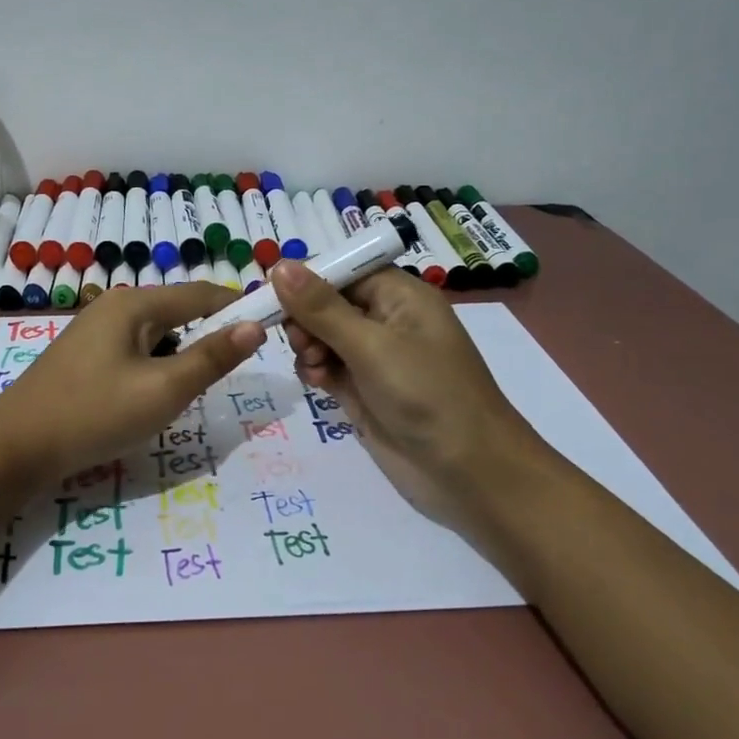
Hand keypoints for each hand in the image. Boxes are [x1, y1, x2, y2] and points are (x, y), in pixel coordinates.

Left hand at [0, 283, 263, 483]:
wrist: (15, 448)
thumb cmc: (95, 414)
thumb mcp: (164, 390)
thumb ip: (211, 358)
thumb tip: (254, 326)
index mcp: (136, 304)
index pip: (203, 293)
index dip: (239, 308)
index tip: (272, 328)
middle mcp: (115, 306)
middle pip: (179, 312)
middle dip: (208, 339)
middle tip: (229, 376)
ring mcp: (95, 330)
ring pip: (158, 336)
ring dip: (180, 358)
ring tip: (188, 393)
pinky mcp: (85, 356)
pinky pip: (135, 351)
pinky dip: (154, 368)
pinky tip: (150, 398)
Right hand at [272, 263, 562, 529]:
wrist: (468, 472)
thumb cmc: (426, 394)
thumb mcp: (371, 345)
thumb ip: (321, 308)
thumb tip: (279, 265)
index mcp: (399, 296)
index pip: (344, 271)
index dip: (307, 280)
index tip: (270, 295)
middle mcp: (386, 321)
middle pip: (328, 303)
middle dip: (305, 318)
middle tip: (299, 341)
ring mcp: (375, 359)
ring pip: (323, 337)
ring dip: (308, 346)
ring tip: (312, 366)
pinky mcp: (364, 391)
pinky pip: (328, 368)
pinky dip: (315, 371)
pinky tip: (316, 382)